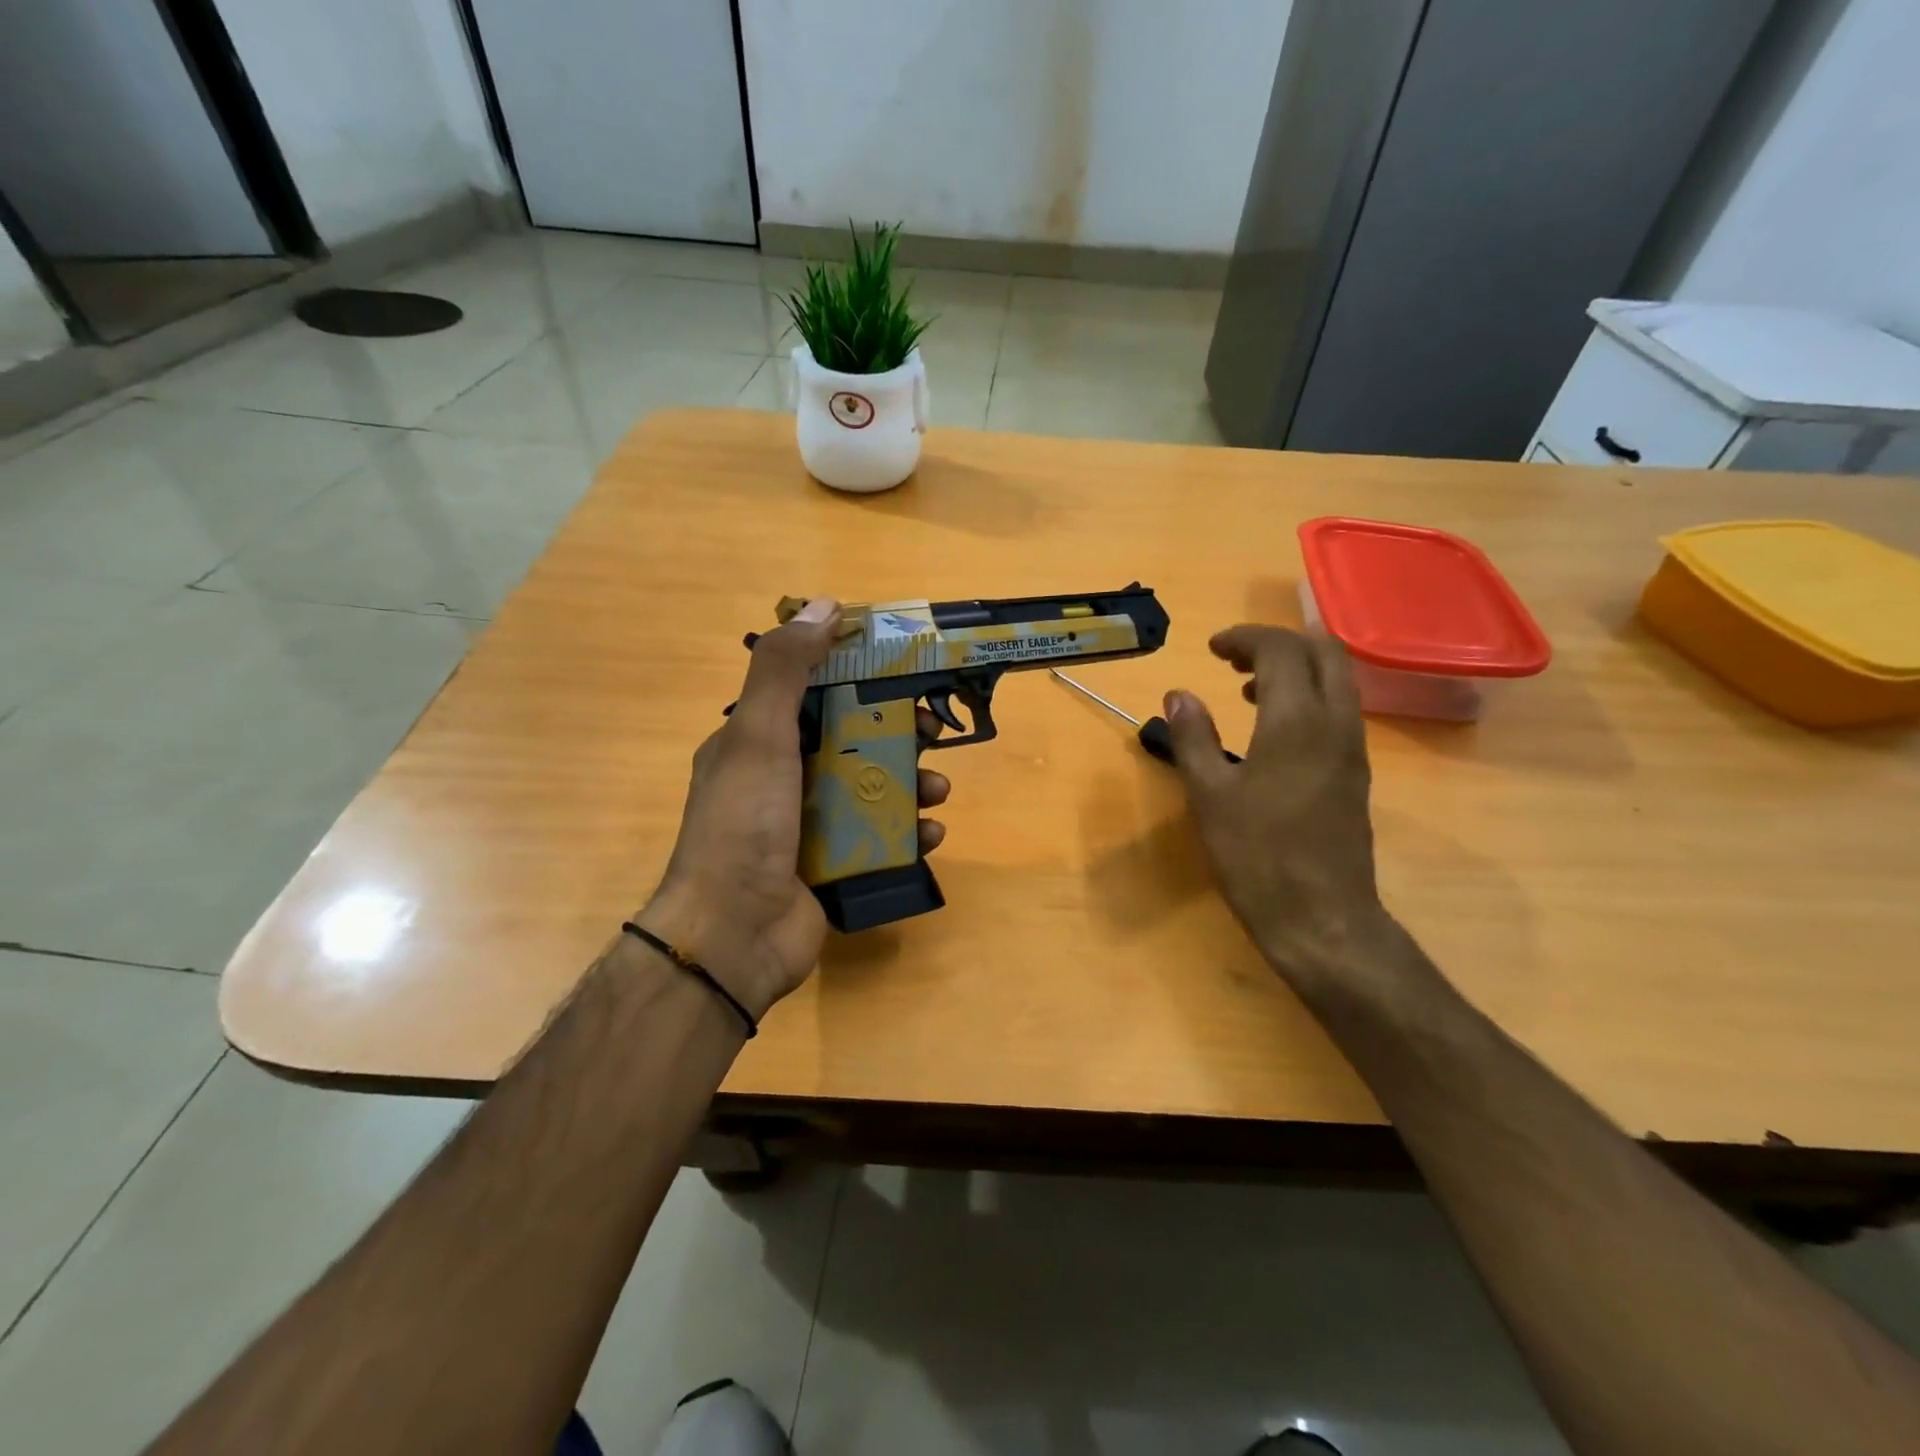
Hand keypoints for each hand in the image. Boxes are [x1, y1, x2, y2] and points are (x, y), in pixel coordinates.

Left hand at [639, 598, 950, 1018]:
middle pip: (851, 740)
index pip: (814, 693)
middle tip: (934, 732)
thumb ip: (785, 670)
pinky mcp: (832, 866)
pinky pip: (878, 839)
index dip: (858, 676)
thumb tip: (825, 606)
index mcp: (758, 742)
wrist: (732, 935)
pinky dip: (908, 834)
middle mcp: (783, 779)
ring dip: (911, 784)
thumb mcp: (758, 736)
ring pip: (871, 789)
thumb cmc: (744, 825)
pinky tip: (930, 835)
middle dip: (897, 733)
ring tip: (938, 791)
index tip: (901, 670)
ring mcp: (809, 826)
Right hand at [1161, 625, 1391, 985]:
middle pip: (1324, 652)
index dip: (1245, 639)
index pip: (1281, 650)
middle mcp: (1335, 723)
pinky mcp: (1356, 774)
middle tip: (1235, 660)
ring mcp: (1352, 749)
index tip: (1211, 650)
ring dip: (1296, 668)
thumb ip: (1193, 737)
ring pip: (1338, 679)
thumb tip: (1179, 694)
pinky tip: (1273, 729)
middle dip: (1279, 643)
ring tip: (1247, 688)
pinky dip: (1308, 696)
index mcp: (1296, 721)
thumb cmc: (1257, 856)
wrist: (1322, 920)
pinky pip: (1339, 710)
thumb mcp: (1209, 795)